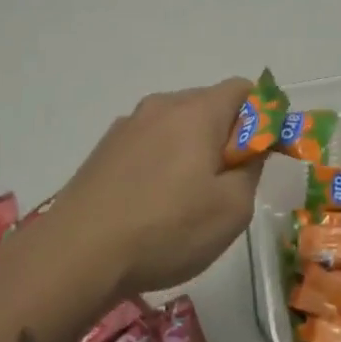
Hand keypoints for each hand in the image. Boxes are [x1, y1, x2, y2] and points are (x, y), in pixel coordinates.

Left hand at [54, 78, 264, 297]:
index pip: (243, 89)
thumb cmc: (167, 228)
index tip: (263, 153)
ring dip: (192, 149)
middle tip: (228, 183)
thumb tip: (251, 148)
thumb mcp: (232, 208)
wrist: (77, 253)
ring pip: (176, 124)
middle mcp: (161, 105)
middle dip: (226, 135)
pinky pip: (148, 143)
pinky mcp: (104, 149)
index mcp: (197, 110)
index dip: (262, 115)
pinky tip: (152, 202)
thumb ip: (252, 168)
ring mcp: (128, 125)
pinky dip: (162, 160)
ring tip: (187, 199)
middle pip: (208, 104)